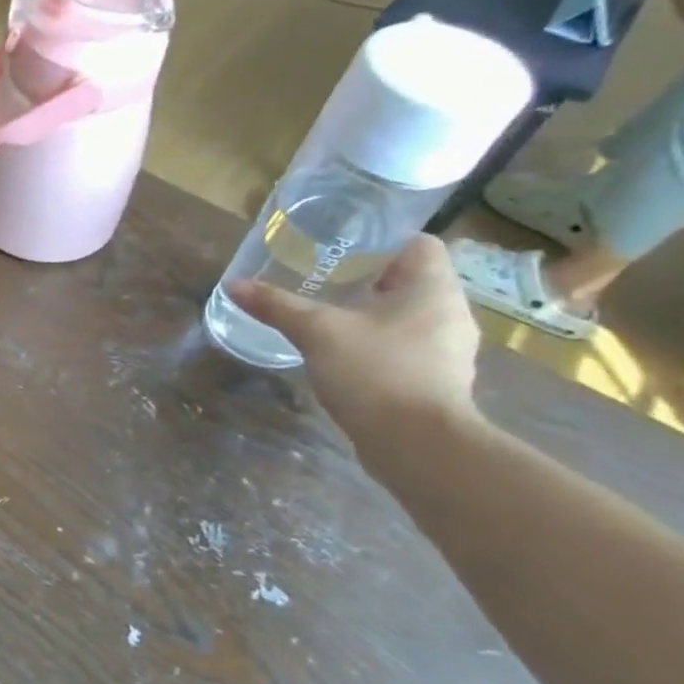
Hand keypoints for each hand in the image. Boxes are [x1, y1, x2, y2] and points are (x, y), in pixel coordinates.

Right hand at [228, 235, 481, 450]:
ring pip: (407, 315)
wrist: (417, 445)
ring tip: (327, 314)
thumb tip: (234, 285)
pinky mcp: (436, 379)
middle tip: (321, 277)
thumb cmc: (376, 371)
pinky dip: (377, 343)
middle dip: (367, 277)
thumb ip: (277, 306)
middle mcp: (450, 313)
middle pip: (410, 280)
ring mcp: (447, 350)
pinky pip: (406, 346)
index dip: (381, 239)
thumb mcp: (317, 332)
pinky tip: (343, 353)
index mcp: (433, 288)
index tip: (341, 246)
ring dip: (372, 312)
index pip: (418, 243)